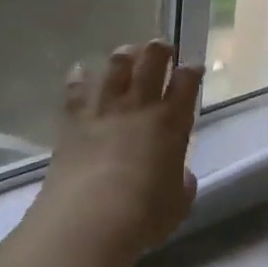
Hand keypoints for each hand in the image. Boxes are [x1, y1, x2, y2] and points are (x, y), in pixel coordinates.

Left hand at [39, 41, 201, 266]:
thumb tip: (180, 175)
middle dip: (159, 50)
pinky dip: (79, 78)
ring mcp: (104, 111)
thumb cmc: (145, 214)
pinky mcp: (73, 123)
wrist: (90, 219)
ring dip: (124, 55)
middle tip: (162, 46)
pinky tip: (80, 70)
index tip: (194, 67)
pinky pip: (76, 91)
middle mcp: (139, 108)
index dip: (191, 71)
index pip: (186, 84)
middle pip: (150, 63)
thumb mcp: (178, 203)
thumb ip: (182, 183)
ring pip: (115, 68)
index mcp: (172, 123)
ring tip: (128, 51)